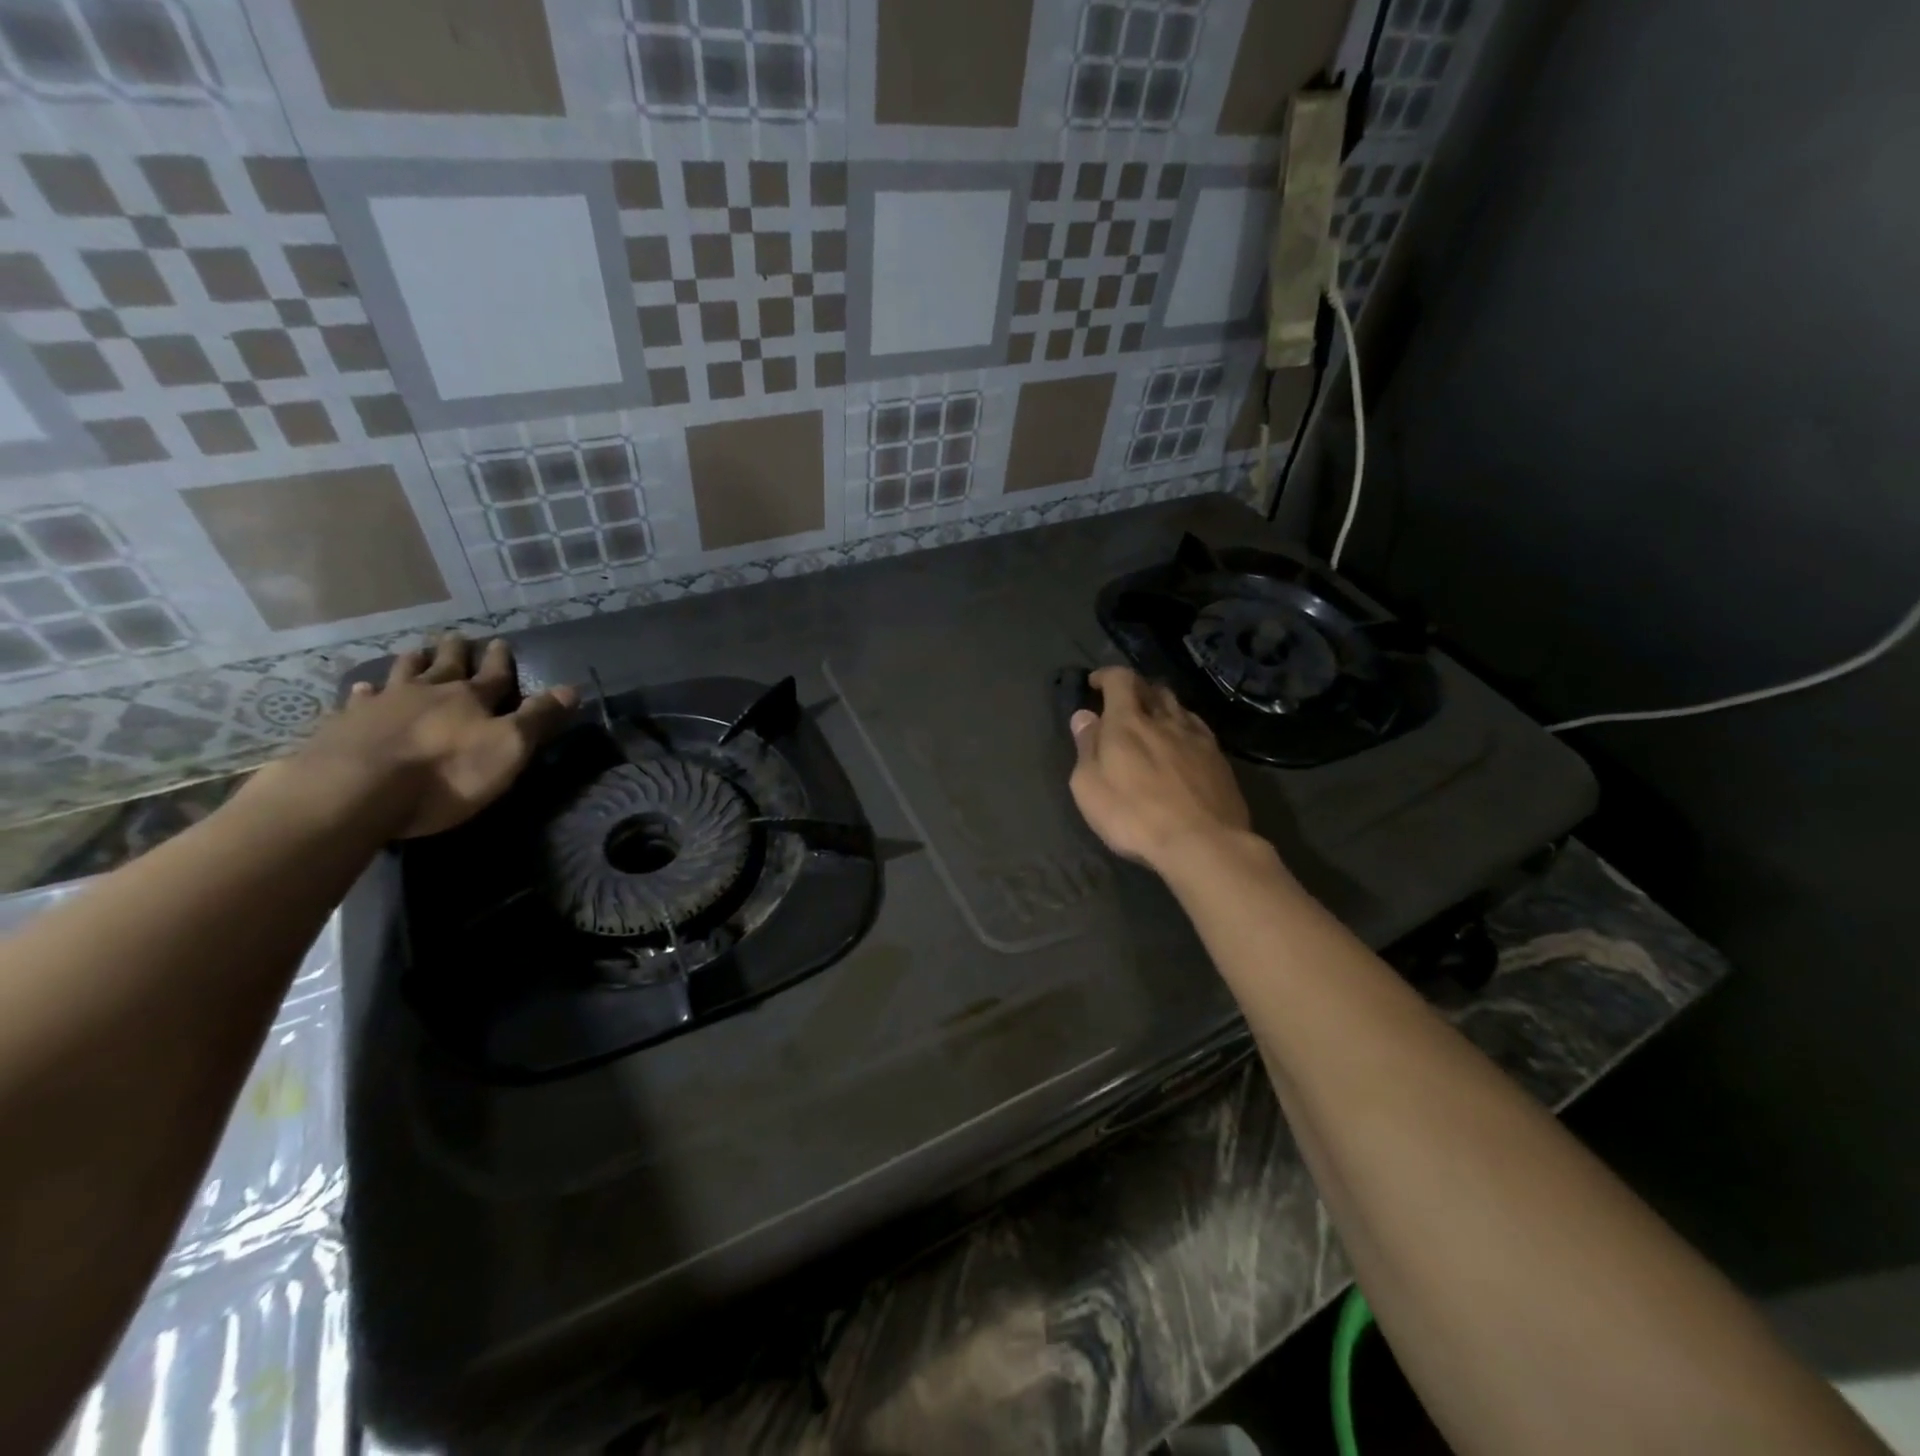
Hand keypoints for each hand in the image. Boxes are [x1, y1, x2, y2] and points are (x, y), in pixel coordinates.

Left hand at [263, 633, 579, 839]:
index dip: (500, 660)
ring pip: (401, 674)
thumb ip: (538, 718)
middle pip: (445, 665)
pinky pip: (358, 701)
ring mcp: (382, 705)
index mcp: (470, 698)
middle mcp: (427, 692)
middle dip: (455, 652)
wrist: (356, 789)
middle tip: (458, 638)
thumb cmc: (446, 772)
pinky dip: (365, 693)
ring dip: (413, 662)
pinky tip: (362, 690)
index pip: (493, 674)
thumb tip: (572, 688)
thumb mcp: (508, 748)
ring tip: (416, 652)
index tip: (502, 642)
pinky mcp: (346, 725)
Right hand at [1068, 667, 1251, 874]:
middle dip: (1134, 688)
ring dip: (1160, 705)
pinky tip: (1180, 742)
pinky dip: (1182, 725)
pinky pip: (1197, 728)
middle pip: (1152, 687)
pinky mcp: (1219, 758)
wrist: (1203, 843)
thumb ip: (1086, 747)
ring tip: (1151, 720)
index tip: (1095, 684)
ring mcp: (1196, 737)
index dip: (1106, 675)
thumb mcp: (1089, 787)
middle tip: (1121, 703)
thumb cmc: (1134, 817)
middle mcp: (1165, 720)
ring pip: (1177, 706)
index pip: (1120, 679)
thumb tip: (1084, 716)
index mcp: (1128, 722)